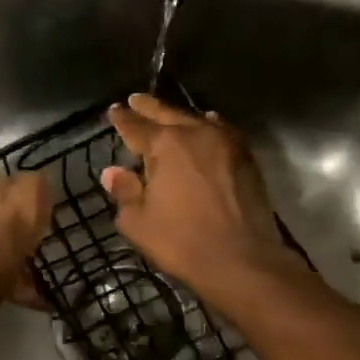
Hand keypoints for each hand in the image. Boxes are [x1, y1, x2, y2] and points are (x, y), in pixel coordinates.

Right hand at [101, 94, 302, 297]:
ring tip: (167, 114)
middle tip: (135, 100)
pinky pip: (221, 131)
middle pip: (167, 114)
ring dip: (179, 116)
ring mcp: (225, 142)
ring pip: (197, 120)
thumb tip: (112, 172)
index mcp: (165, 145)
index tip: (113, 111)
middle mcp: (196, 133)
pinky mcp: (246, 157)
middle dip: (148, 108)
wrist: (241, 259)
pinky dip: (208, 126)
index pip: (136, 126)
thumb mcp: (138, 222)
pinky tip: (207, 127)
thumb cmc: (181, 242)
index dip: (122, 119)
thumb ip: (124, 192)